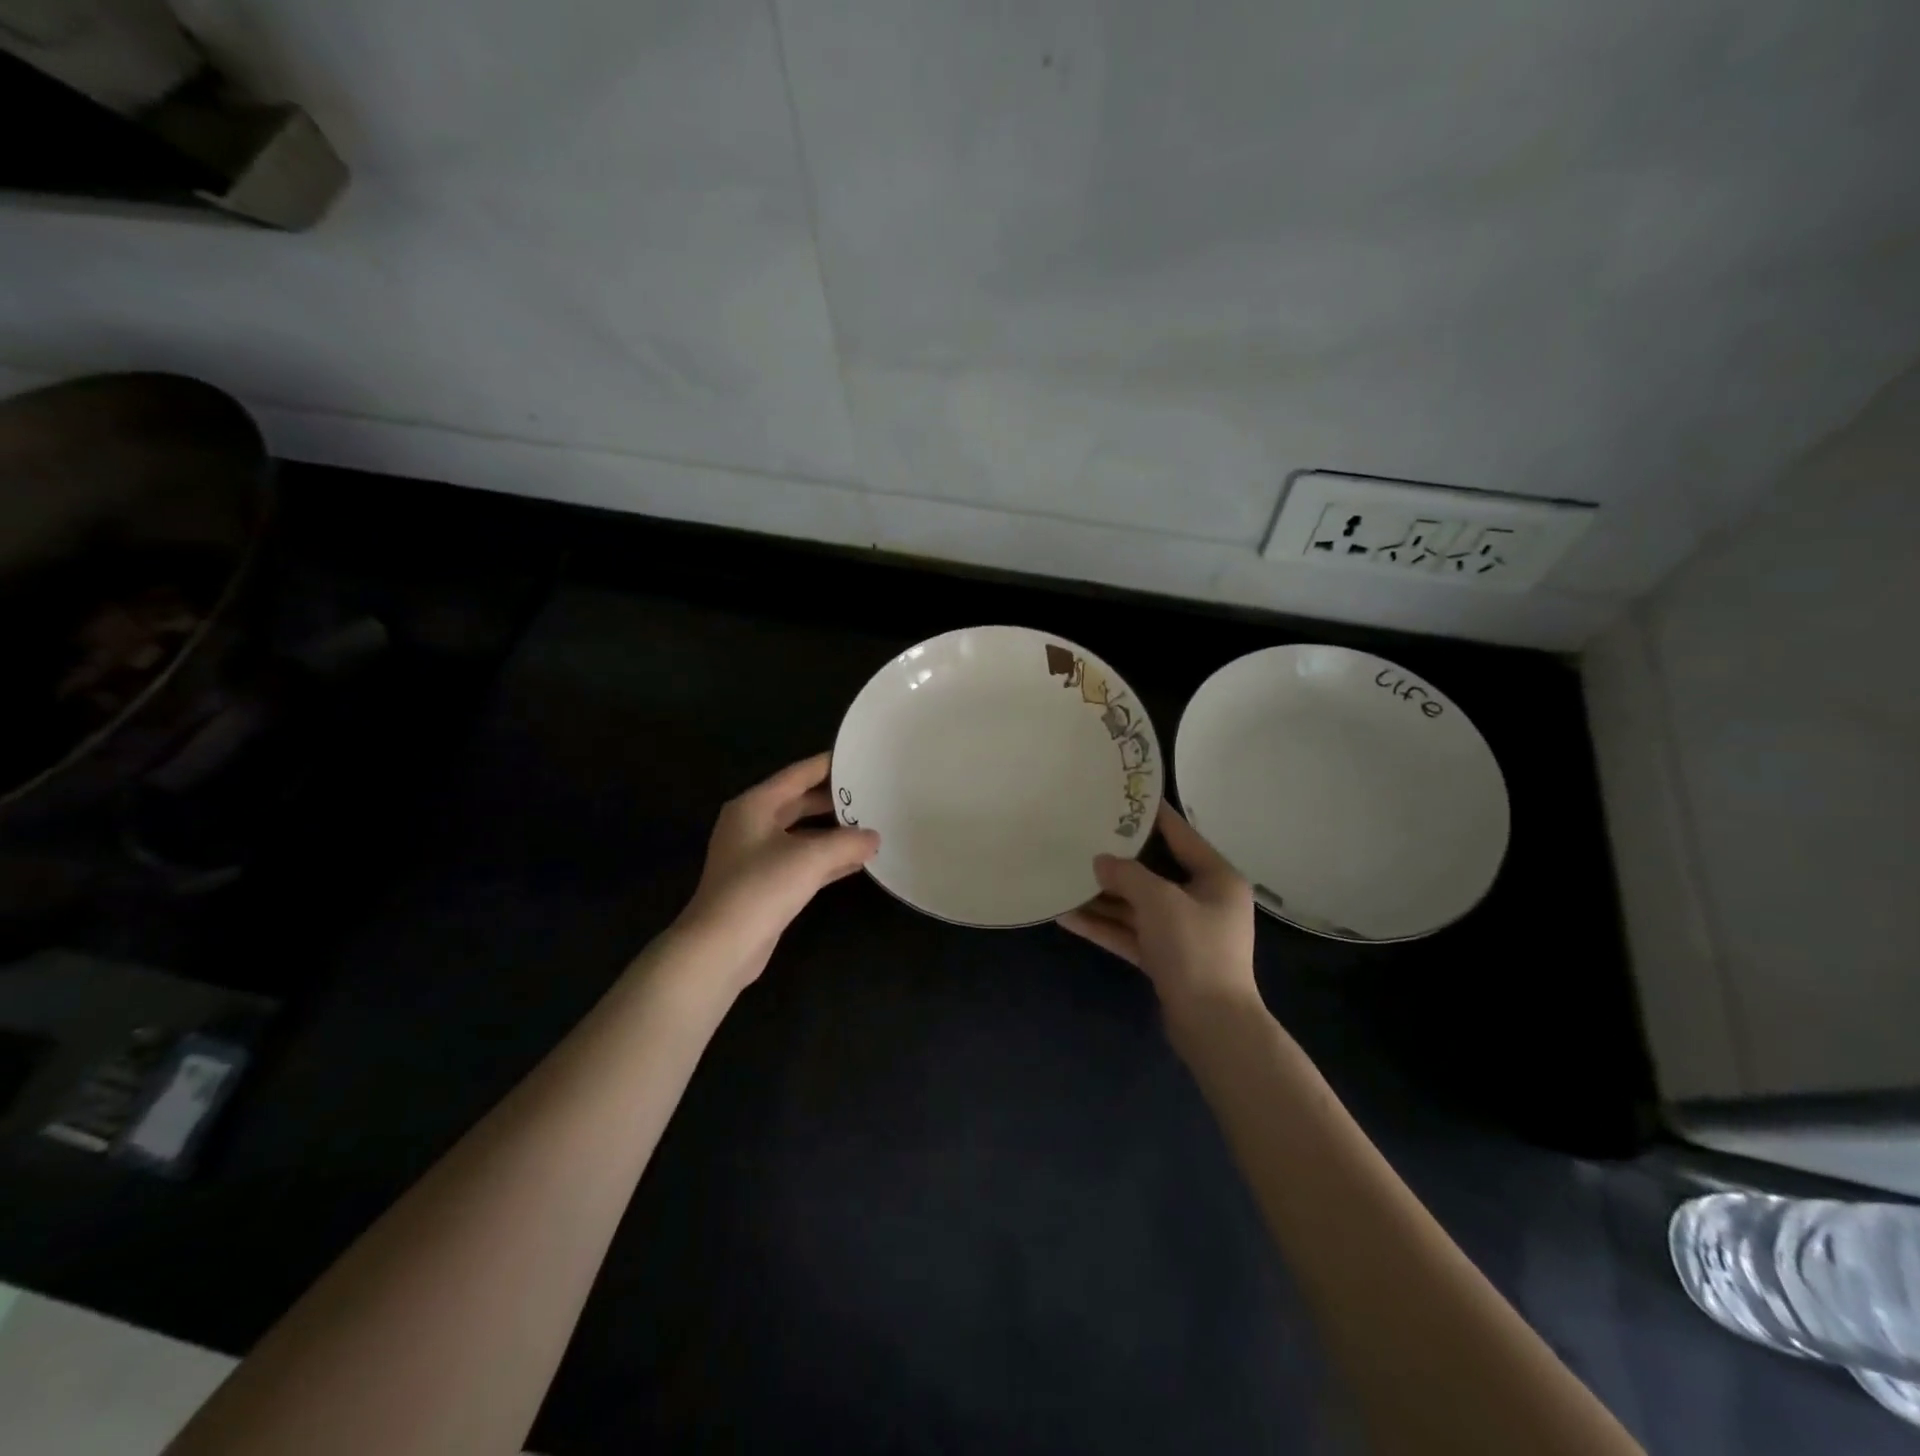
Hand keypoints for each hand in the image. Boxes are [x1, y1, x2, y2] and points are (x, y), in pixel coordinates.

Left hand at [677, 752, 878, 985]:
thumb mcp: (811, 858)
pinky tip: (857, 861)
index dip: (829, 765)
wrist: (720, 947)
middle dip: (835, 800)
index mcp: (755, 805)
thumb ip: (847, 842)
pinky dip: (827, 860)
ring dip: (834, 832)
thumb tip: (874, 838)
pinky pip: (802, 861)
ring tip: (872, 825)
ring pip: (803, 834)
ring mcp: (757, 856)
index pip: (798, 774)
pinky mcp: (765, 884)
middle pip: (800, 802)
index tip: (860, 758)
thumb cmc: (761, 888)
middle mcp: (753, 824)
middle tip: (873, 793)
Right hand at [1057, 803, 1256, 1015]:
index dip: (1152, 814)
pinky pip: (1131, 933)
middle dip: (1118, 860)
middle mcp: (1203, 900)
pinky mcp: (1166, 958)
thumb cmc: (1194, 949)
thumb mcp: (1159, 901)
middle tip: (1083, 836)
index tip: (1122, 795)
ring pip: (1138, 905)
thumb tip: (1101, 861)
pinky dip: (1104, 926)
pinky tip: (1067, 917)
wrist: (1212, 1025)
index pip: (1180, 834)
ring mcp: (1184, 932)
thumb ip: (1127, 875)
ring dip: (1104, 897)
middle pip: (1154, 871)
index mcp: (1216, 878)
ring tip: (1064, 878)